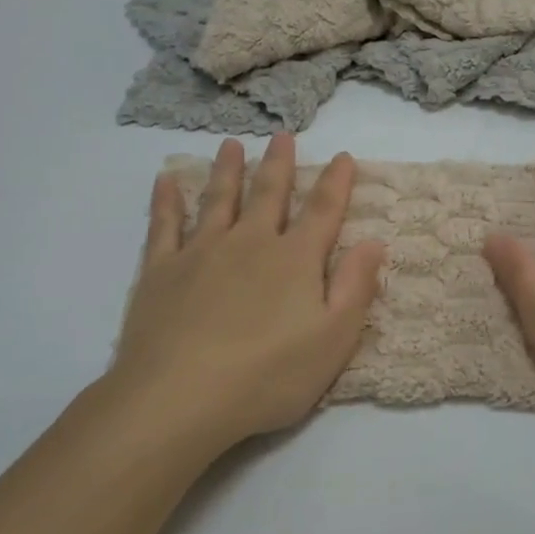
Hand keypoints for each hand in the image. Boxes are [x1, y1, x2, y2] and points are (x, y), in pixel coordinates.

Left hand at [99, 134, 385, 460]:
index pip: (323, 211)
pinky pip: (164, 225)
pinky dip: (166, 200)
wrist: (179, 398)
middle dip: (279, 164)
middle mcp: (250, 243)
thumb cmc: (268, 375)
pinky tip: (165, 180)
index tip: (343, 156)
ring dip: (227, 170)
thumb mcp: (333, 340)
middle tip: (283, 136)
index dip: (336, 182)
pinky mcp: (161, 271)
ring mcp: (201, 252)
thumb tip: (373, 241)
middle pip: (268, 194)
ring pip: (218, 200)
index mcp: (295, 260)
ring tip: (232, 145)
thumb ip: (355, 287)